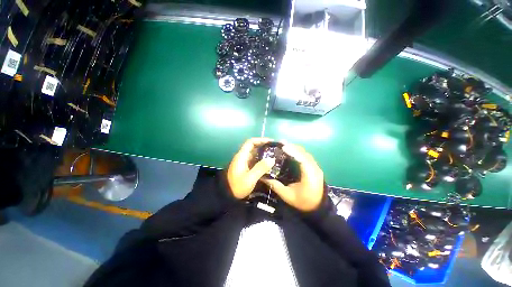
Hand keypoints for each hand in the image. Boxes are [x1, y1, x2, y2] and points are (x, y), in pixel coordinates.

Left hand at [227, 138, 275, 198]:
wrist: (227, 196)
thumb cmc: (237, 186)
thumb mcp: (250, 178)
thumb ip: (260, 168)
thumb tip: (272, 159)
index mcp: (242, 156)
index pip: (251, 142)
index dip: (261, 140)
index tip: (271, 142)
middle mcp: (242, 157)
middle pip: (253, 147)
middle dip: (264, 146)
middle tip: (275, 149)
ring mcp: (243, 162)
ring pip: (254, 153)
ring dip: (263, 153)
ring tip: (274, 155)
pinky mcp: (245, 167)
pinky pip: (254, 160)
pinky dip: (261, 159)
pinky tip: (269, 164)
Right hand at [262, 143, 323, 211]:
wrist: (318, 208)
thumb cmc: (303, 203)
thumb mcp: (288, 196)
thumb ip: (276, 186)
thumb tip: (263, 177)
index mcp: (310, 176)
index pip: (302, 160)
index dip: (293, 152)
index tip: (283, 147)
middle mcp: (315, 169)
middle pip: (304, 154)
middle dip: (293, 147)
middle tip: (281, 143)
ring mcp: (316, 168)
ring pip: (306, 153)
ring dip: (295, 148)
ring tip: (284, 145)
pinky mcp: (315, 168)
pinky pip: (306, 156)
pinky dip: (298, 152)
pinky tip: (291, 151)